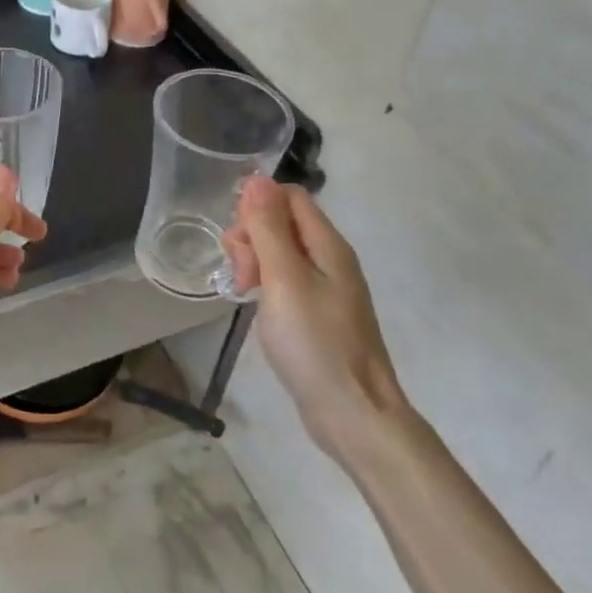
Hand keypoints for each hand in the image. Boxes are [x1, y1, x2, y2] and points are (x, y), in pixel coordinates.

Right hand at [221, 175, 408, 464]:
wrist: (353, 414)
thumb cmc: (315, 343)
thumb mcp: (283, 279)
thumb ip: (268, 228)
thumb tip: (257, 179)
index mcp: (328, 245)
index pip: (289, 196)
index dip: (257, 206)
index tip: (237, 238)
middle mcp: (331, 259)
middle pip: (283, 221)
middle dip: (251, 235)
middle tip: (240, 271)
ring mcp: (327, 287)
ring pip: (281, 251)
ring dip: (254, 260)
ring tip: (242, 290)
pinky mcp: (319, 312)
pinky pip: (286, 279)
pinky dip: (265, 283)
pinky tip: (253, 302)